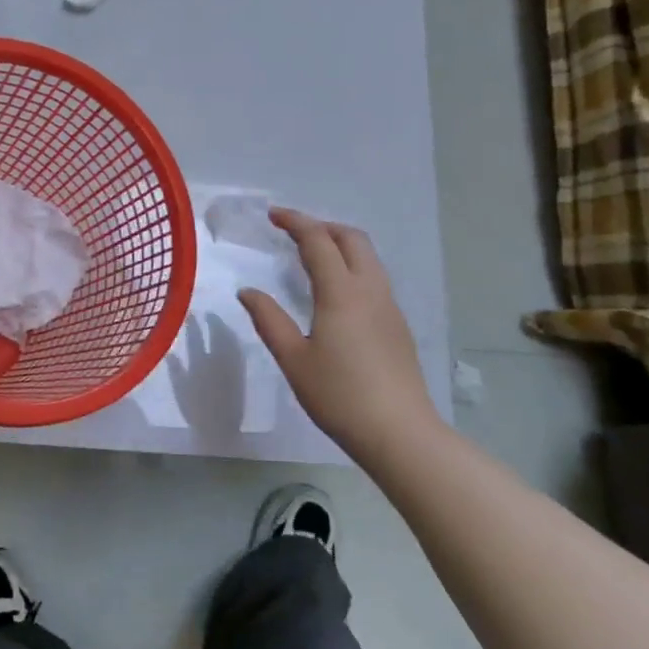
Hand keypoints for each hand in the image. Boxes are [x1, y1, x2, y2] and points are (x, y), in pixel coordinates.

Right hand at [238, 208, 439, 464]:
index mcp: (341, 292)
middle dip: (322, 226)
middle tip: (294, 233)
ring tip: (314, 257)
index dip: (295, 222)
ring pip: (368, 257)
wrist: (400, 433)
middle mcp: (370, 290)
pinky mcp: (398, 325)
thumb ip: (269, 320)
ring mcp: (389, 306)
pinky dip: (353, 266)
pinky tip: (337, 292)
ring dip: (341, 245)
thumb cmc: (339, 396)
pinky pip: (375, 278)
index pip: (317, 241)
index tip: (272, 215)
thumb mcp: (293, 359)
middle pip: (352, 238)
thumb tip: (248, 292)